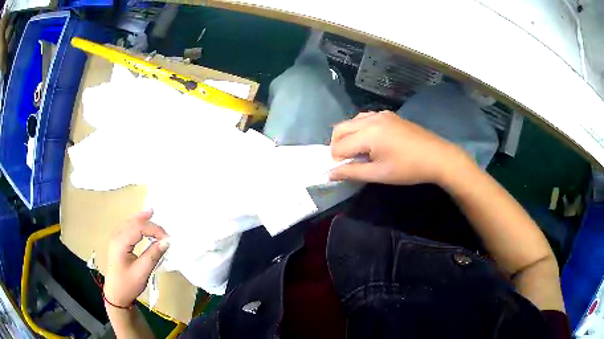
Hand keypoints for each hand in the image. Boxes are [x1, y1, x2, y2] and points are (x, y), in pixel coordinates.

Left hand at [104, 210, 169, 307]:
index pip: (139, 228)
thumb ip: (153, 255)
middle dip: (149, 223)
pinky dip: (136, 224)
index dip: (154, 230)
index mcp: (120, 243)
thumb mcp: (142, 272)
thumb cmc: (128, 285)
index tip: (168, 239)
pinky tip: (141, 221)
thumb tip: (166, 242)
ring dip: (141, 219)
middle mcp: (116, 237)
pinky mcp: (118, 244)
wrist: (116, 295)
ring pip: (129, 223)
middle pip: (133, 222)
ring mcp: (116, 239)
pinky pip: (127, 228)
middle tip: (165, 231)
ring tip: (152, 213)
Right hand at [330, 111, 468, 184]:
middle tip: (347, 161)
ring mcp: (380, 114)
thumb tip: (330, 174)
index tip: (345, 170)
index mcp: (368, 133)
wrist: (437, 156)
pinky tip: (370, 141)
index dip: (336, 160)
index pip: (339, 145)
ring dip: (348, 136)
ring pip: (352, 121)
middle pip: (340, 128)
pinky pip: (365, 118)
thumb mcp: (379, 174)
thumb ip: (352, 172)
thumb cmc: (408, 168)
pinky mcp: (389, 115)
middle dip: (337, 145)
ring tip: (358, 152)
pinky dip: (360, 129)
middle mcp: (371, 118)